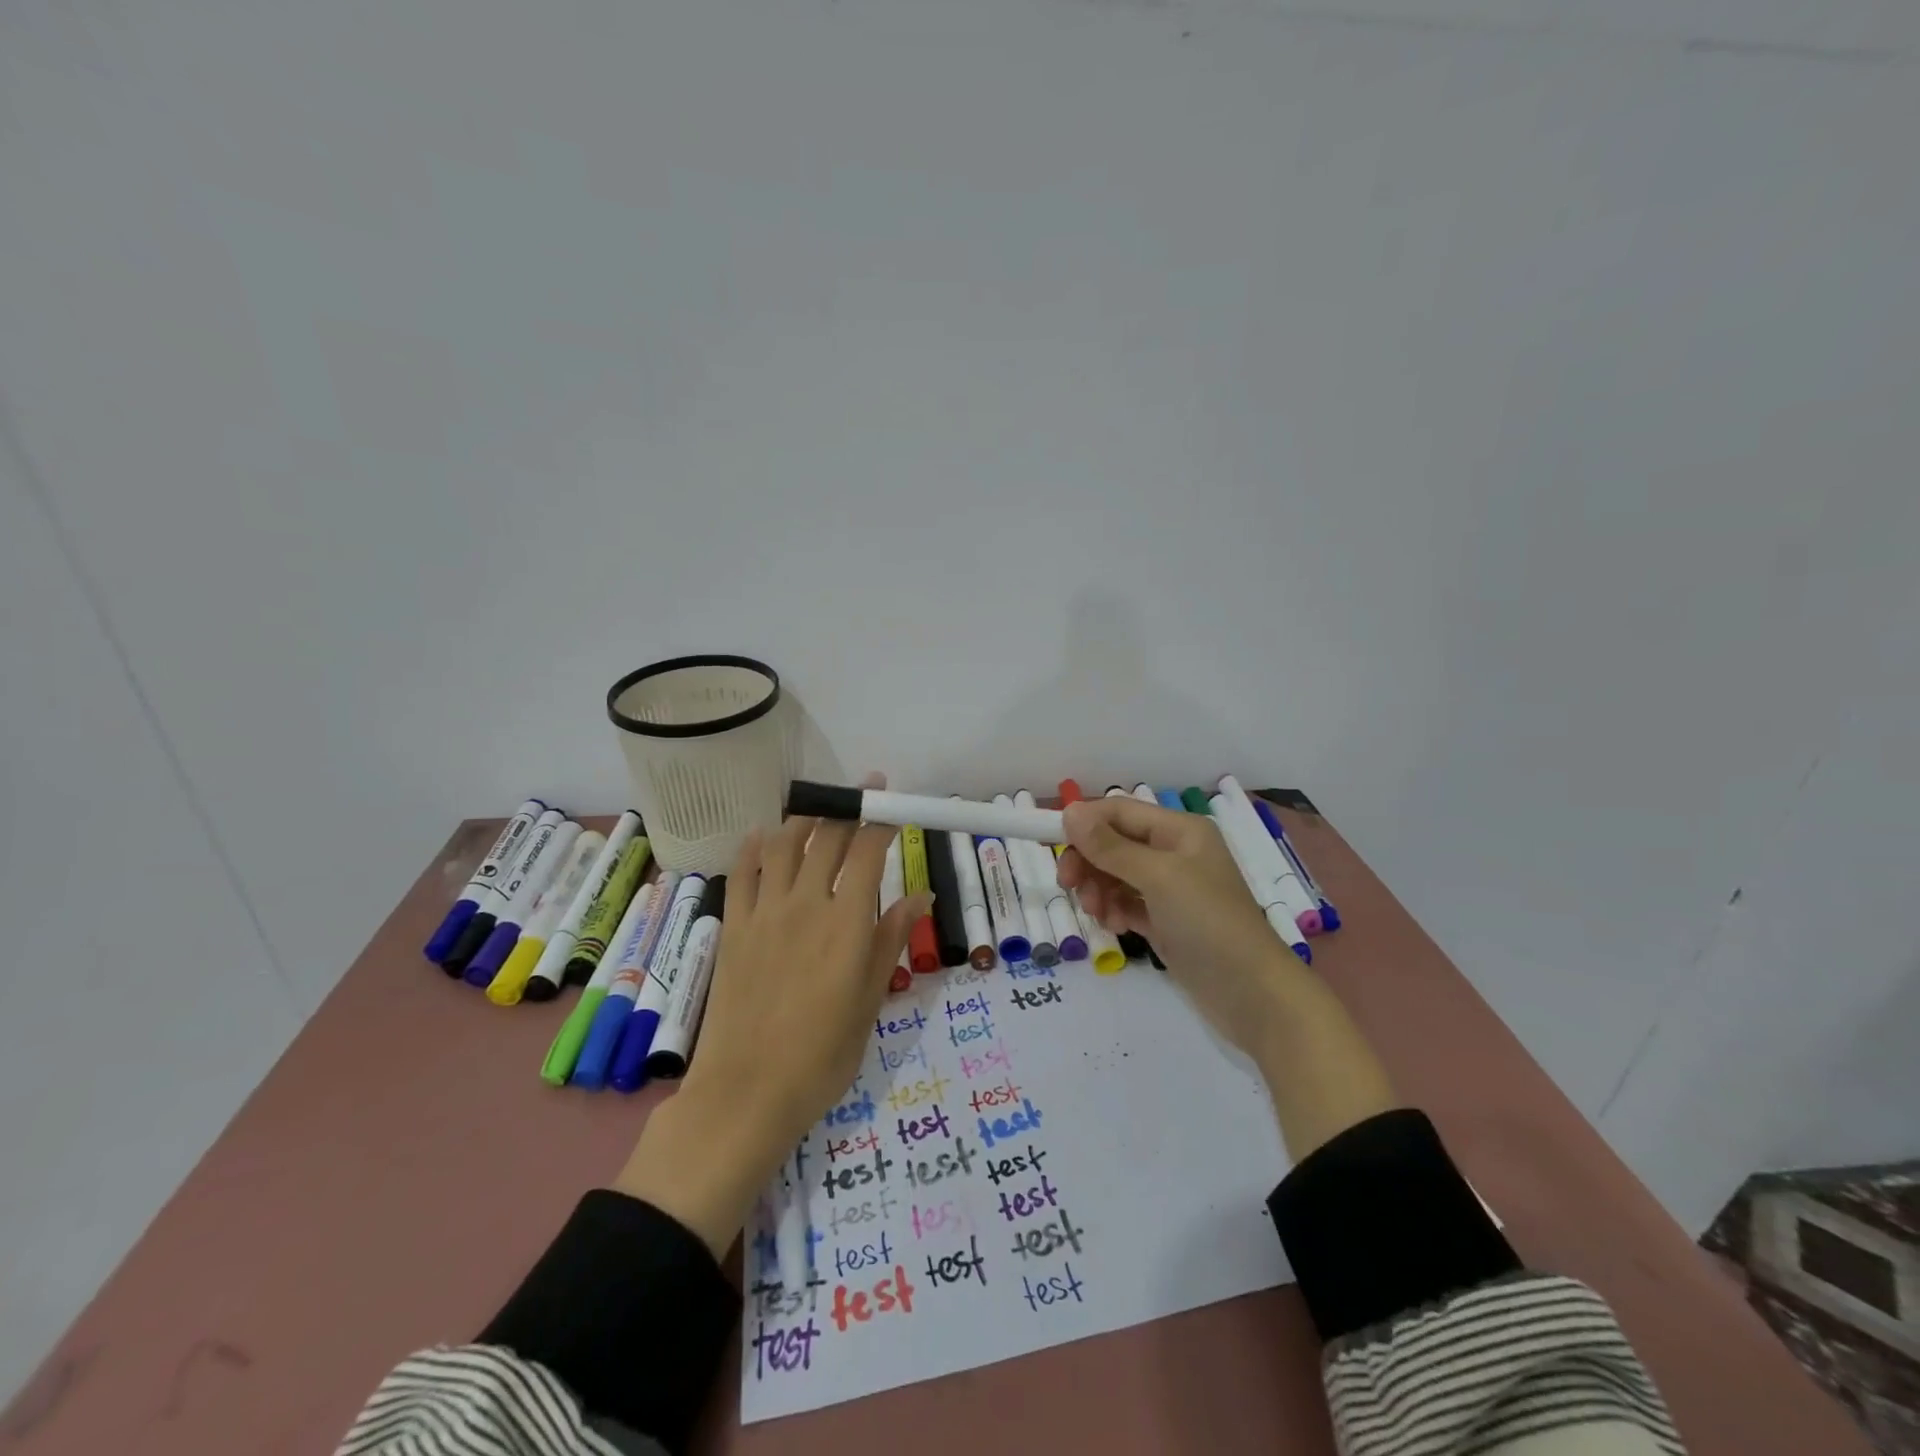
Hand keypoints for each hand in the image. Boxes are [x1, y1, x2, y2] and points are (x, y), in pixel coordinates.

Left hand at [612, 774, 928, 1255]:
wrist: (747, 1092)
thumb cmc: (822, 1055)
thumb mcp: (871, 1000)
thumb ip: (891, 939)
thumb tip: (922, 894)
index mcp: (847, 922)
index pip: (868, 852)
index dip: (880, 820)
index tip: (889, 801)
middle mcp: (806, 904)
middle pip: (827, 839)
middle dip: (847, 810)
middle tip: (859, 795)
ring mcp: (765, 913)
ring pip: (784, 845)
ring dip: (803, 820)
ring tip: (816, 811)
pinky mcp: (733, 927)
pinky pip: (742, 873)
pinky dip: (754, 847)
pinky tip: (762, 834)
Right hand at [1058, 794, 1396, 1158]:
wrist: (1253, 995)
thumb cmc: (1209, 923)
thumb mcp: (1158, 877)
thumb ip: (1111, 846)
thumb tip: (1069, 811)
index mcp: (1179, 830)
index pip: (1118, 811)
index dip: (1083, 822)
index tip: (1049, 842)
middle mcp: (1174, 853)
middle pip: (1113, 842)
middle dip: (1088, 860)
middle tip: (1068, 885)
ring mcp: (1171, 889)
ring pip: (1115, 875)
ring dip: (1098, 888)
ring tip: (1098, 913)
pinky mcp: (1166, 921)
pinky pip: (1126, 903)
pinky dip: (1113, 910)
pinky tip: (1115, 927)